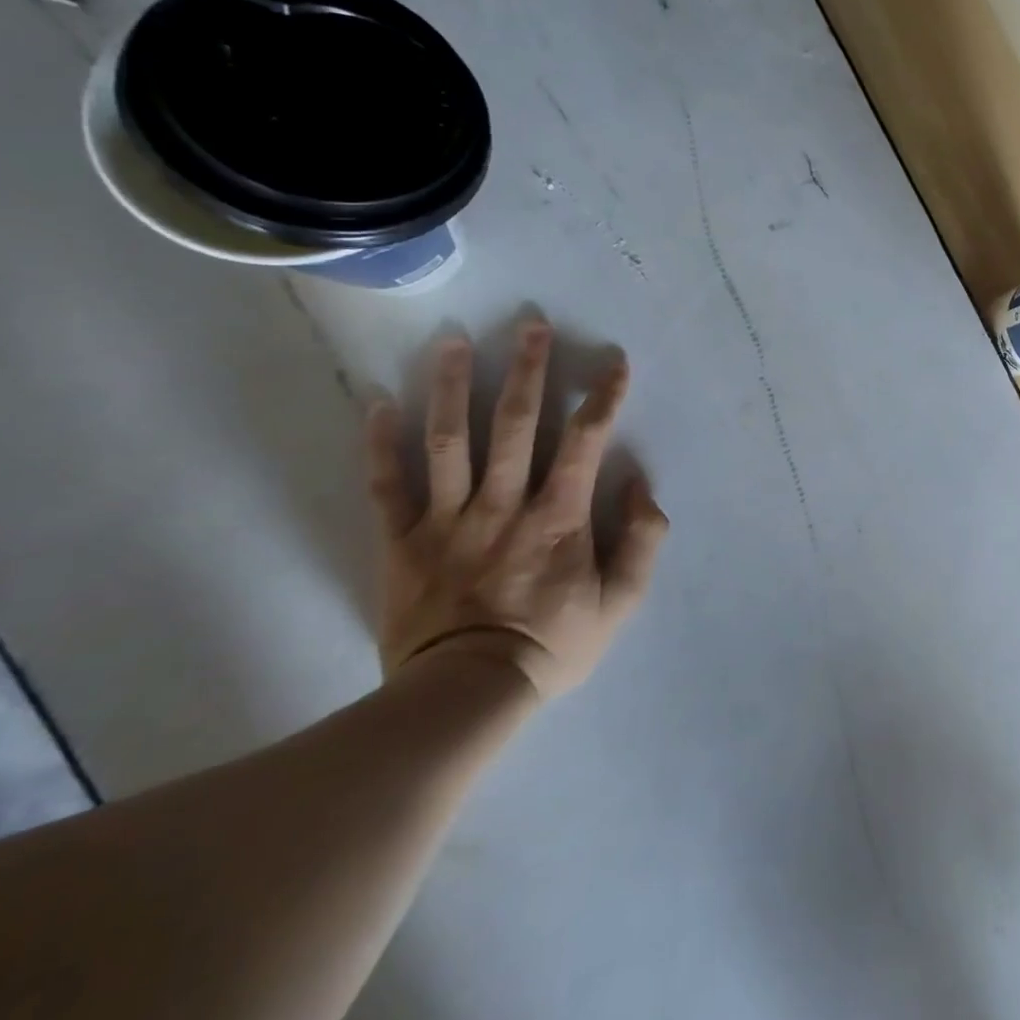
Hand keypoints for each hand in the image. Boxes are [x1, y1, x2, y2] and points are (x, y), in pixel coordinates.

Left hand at [364, 321, 668, 700]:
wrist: (465, 696)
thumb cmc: (552, 644)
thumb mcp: (622, 601)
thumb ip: (642, 539)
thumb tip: (640, 484)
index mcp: (558, 516)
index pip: (585, 441)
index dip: (603, 397)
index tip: (614, 360)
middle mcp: (503, 504)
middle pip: (515, 424)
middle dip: (526, 369)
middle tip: (529, 323)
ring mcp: (447, 520)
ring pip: (448, 441)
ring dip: (452, 386)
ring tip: (453, 339)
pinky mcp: (402, 542)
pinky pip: (387, 486)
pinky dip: (380, 444)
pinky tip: (377, 401)